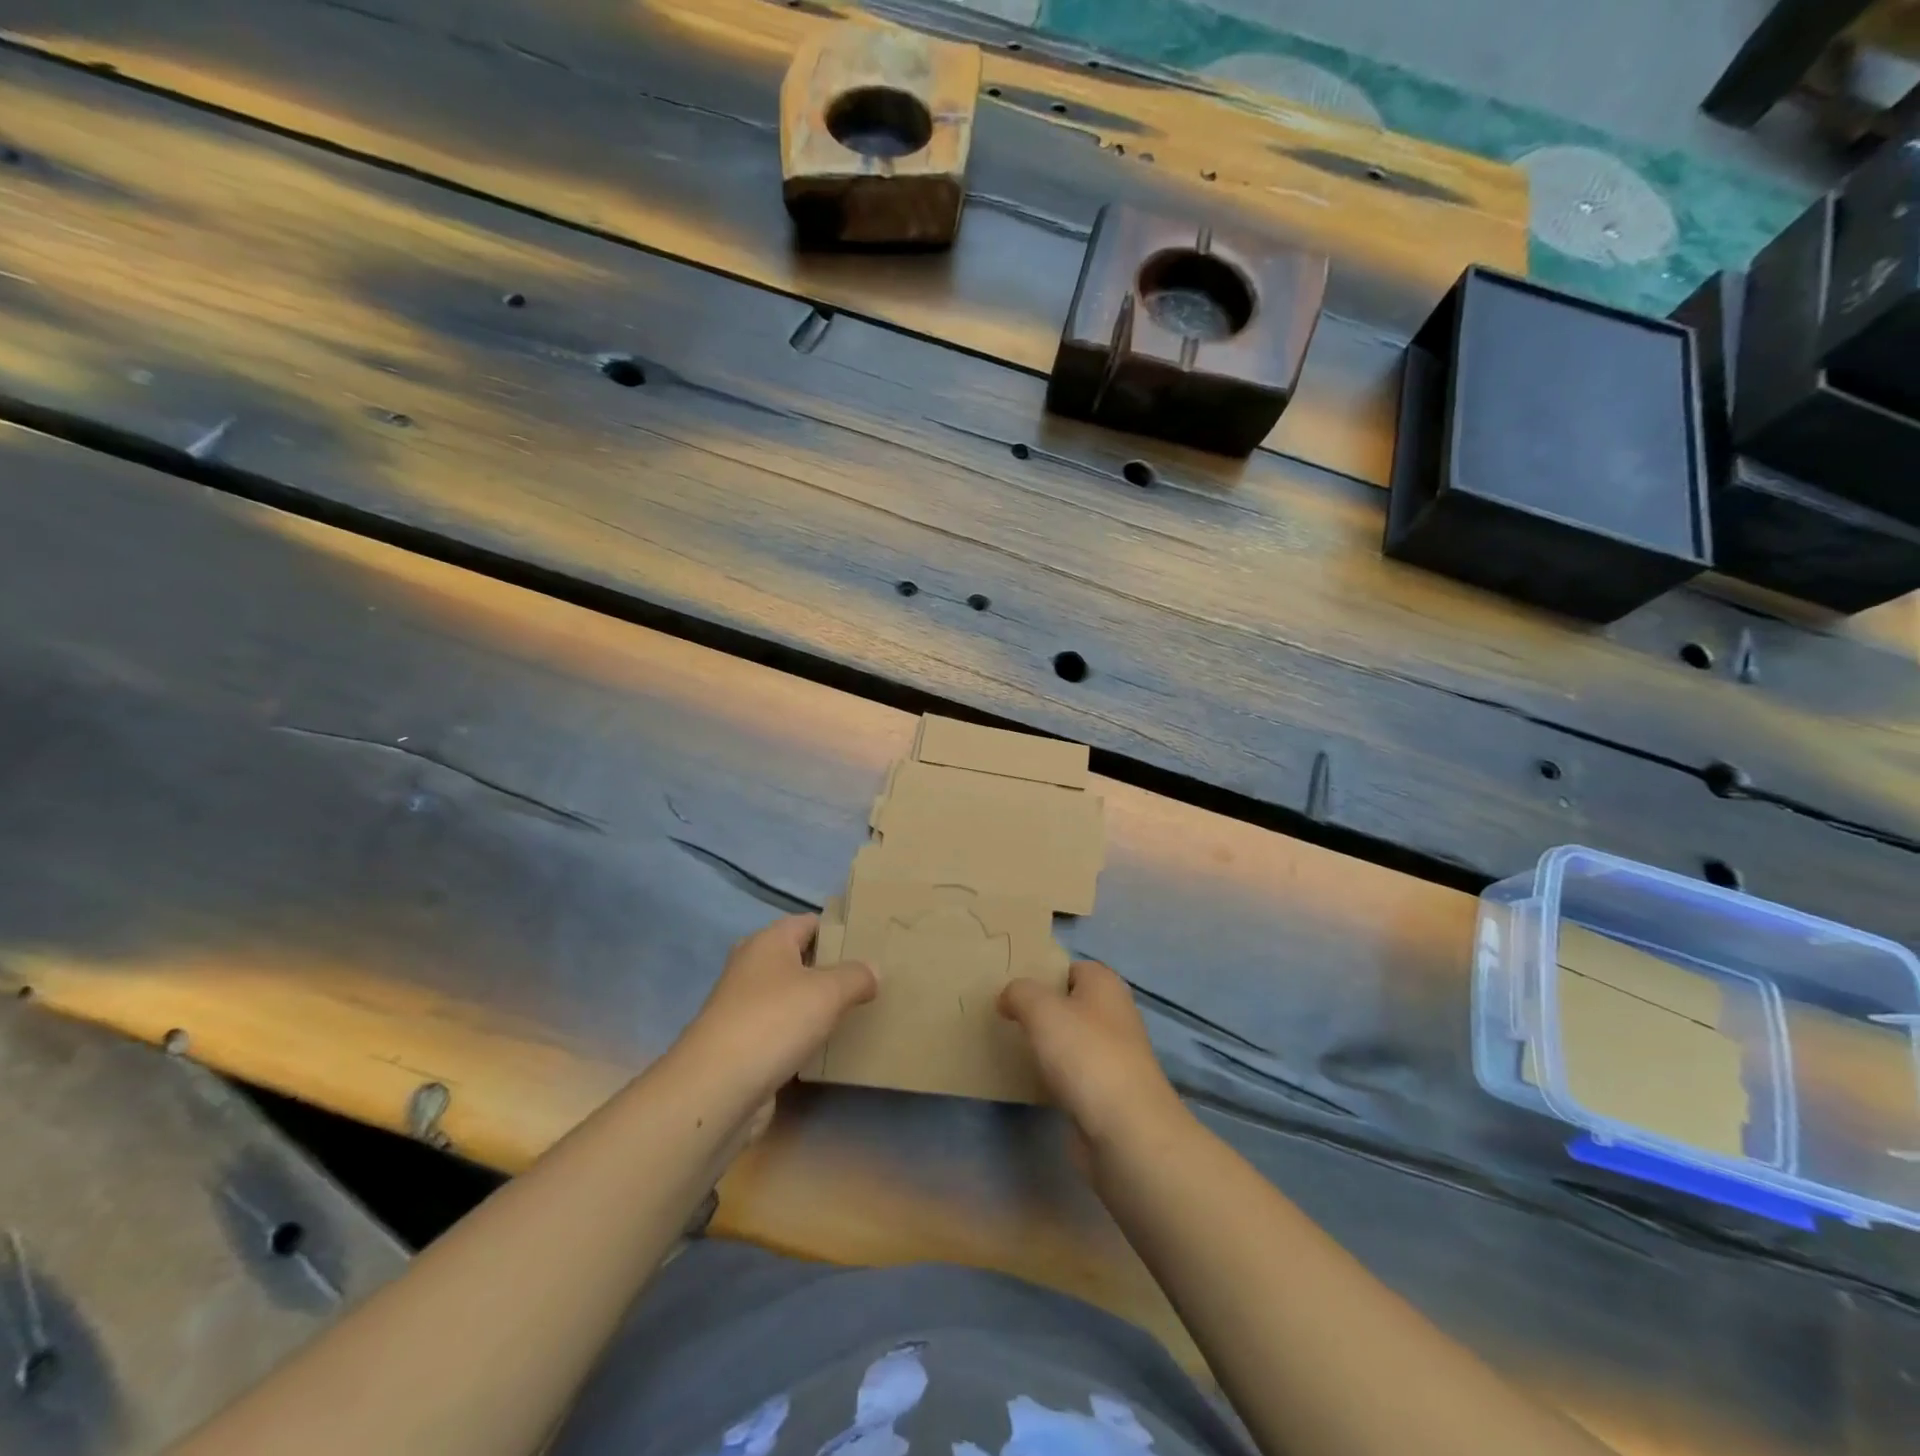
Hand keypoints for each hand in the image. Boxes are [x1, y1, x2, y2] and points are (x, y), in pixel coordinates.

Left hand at [673, 914, 876, 1108]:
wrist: (716, 1089)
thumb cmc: (774, 1021)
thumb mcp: (828, 991)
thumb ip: (856, 976)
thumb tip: (873, 970)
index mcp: (768, 942)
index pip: (810, 923)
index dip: (840, 930)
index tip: (871, 943)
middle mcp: (752, 968)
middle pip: (800, 959)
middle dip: (832, 968)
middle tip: (871, 978)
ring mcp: (744, 1008)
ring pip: (791, 997)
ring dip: (818, 1005)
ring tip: (858, 1011)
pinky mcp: (743, 1045)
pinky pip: (782, 1031)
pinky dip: (803, 1035)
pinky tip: (828, 1046)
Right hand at [999, 959, 1184, 1156]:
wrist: (1125, 1131)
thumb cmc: (1085, 1055)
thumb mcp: (1041, 1009)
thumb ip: (1019, 993)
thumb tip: (1008, 997)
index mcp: (1105, 984)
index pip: (1068, 967)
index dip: (1040, 974)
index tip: (1009, 988)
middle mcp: (1114, 1013)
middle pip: (1069, 1003)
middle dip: (1039, 1010)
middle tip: (1004, 1017)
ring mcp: (1113, 1054)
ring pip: (1070, 1039)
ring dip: (1046, 1044)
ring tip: (1011, 1046)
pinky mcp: (1107, 1091)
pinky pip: (1073, 1072)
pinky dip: (1054, 1075)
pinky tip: (1032, 1081)